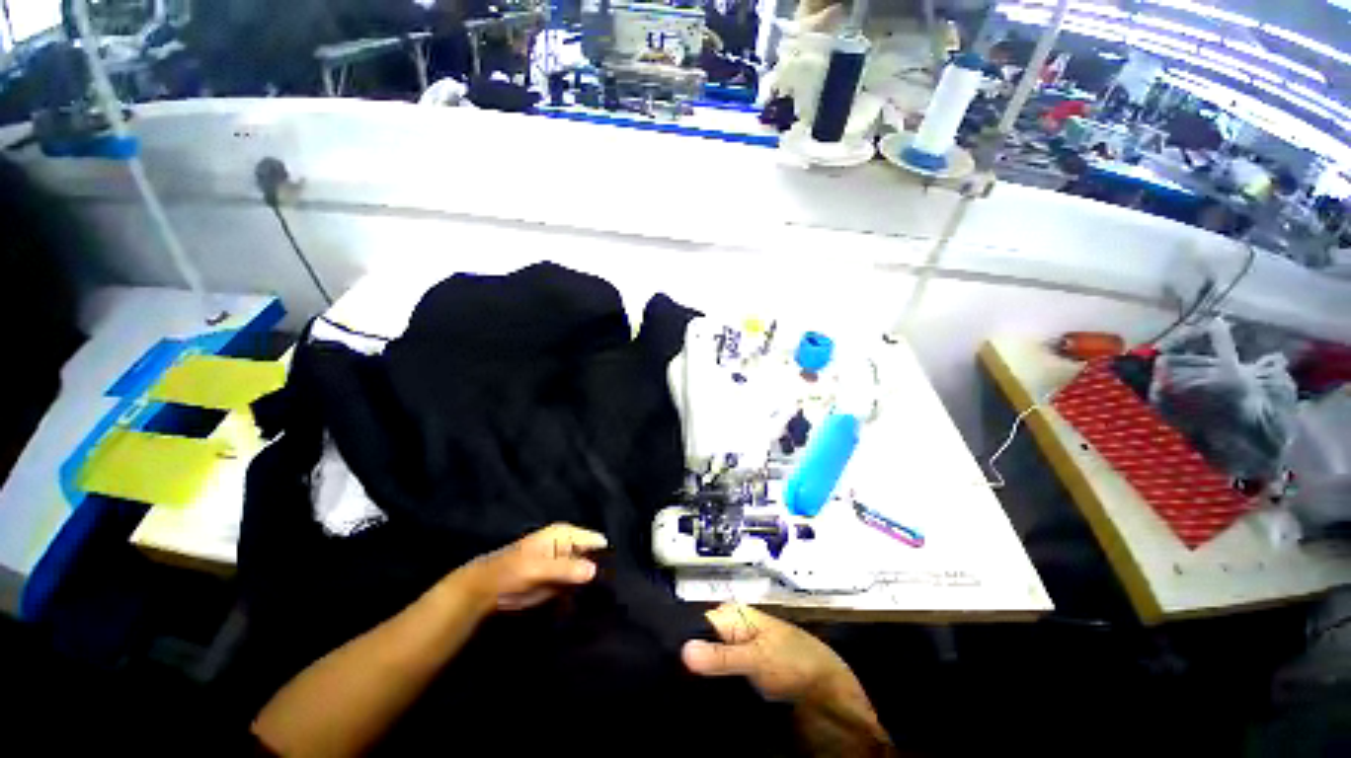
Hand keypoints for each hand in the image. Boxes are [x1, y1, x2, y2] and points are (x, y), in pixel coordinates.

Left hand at [464, 523, 607, 611]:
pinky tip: (590, 604)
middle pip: (595, 556)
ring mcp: (566, 564)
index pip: (596, 540)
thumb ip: (566, 569)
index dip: (606, 555)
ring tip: (604, 599)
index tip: (616, 575)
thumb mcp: (538, 568)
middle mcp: (570, 546)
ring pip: (588, 572)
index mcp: (566, 534)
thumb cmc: (512, 571)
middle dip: (602, 571)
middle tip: (612, 590)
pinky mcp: (560, 582)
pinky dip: (583, 594)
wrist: (486, 591)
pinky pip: (578, 586)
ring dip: (594, 585)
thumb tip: (594, 570)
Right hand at [681, 603, 855, 703]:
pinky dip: (712, 688)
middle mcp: (731, 629)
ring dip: (699, 678)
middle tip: (673, 684)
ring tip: (683, 694)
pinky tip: (702, 700)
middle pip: (700, 643)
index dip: (681, 643)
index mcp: (732, 615)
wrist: (827, 687)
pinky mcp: (743, 672)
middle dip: (688, 663)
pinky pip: (719, 678)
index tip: (665, 664)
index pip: (696, 623)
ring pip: (708, 663)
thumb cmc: (793, 661)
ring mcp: (737, 652)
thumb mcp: (756, 658)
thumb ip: (721, 657)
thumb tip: (682, 651)